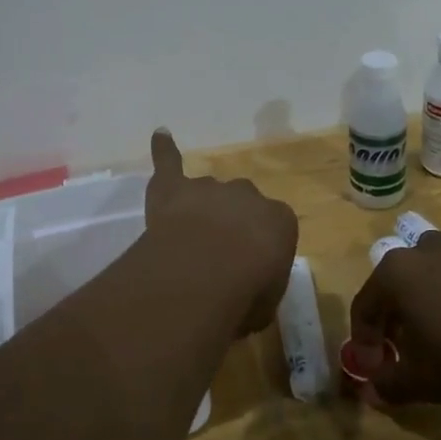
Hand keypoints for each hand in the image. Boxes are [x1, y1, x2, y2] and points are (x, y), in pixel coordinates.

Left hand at [144, 129, 298, 334]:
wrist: (205, 273)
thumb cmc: (245, 294)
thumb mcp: (265, 304)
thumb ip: (259, 291)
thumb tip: (248, 296)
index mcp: (280, 220)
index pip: (274, 229)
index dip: (259, 252)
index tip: (248, 274)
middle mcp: (248, 195)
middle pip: (241, 205)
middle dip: (232, 225)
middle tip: (217, 257)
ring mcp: (210, 188)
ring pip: (208, 193)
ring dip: (201, 210)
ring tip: (188, 241)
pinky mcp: (174, 187)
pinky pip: (169, 161)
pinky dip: (164, 150)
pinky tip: (160, 135)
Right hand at [341, 231, 440, 412]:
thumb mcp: (421, 382)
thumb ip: (389, 385)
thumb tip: (371, 392)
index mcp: (394, 274)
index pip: (364, 307)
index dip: (364, 342)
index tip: (374, 369)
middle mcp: (423, 251)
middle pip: (395, 285)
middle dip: (394, 318)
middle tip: (403, 351)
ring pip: (431, 274)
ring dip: (428, 300)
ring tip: (440, 333)